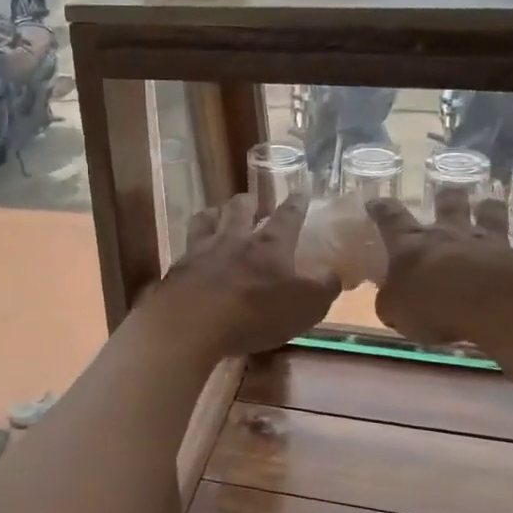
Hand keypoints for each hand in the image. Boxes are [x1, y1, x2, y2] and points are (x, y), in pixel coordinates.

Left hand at [151, 194, 338, 358]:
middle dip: (250, 201)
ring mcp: (202, 250)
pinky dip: (193, 244)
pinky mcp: (178, 268)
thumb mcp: (304, 307)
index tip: (302, 189)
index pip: (288, 216)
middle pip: (241, 208)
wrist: (191, 323)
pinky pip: (186, 246)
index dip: (297, 203)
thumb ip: (323, 288)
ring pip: (208, 219)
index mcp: (270, 246)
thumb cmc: (255, 313)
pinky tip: (193, 253)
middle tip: (253, 202)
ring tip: (218, 215)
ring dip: (216, 213)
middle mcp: (235, 239)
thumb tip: (334, 274)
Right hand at [366, 190, 512, 348]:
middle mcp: (451, 235)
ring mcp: (489, 243)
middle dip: (446, 197)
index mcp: (412, 244)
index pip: (390, 219)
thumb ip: (391, 301)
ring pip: (491, 215)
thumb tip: (390, 300)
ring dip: (490, 209)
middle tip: (447, 193)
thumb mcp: (395, 311)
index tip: (376, 201)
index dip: (381, 209)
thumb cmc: (433, 306)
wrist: (492, 305)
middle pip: (448, 204)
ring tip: (490, 205)